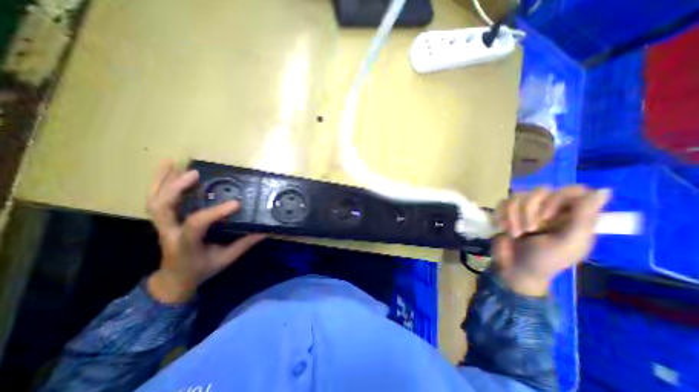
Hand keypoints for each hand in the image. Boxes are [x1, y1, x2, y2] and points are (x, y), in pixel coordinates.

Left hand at [146, 161, 264, 303]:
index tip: (237, 203)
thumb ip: (243, 244)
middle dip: (176, 189)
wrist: (174, 280)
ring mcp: (163, 226)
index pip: (196, 225)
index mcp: (186, 245)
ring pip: (155, 201)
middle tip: (195, 174)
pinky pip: (157, 200)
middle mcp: (169, 233)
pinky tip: (168, 169)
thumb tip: (264, 231)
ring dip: (162, 180)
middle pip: (162, 208)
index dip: (215, 212)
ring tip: (173, 162)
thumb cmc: (201, 270)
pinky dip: (159, 183)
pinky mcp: (163, 221)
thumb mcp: (225, 260)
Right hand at [491, 185, 613, 294]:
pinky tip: (504, 228)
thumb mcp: (568, 242)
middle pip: (539, 191)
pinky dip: (502, 216)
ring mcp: (525, 210)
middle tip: (530, 230)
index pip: (572, 191)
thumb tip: (603, 189)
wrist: (513, 269)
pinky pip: (502, 203)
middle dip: (530, 211)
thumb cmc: (544, 260)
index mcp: (572, 216)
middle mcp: (549, 209)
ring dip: (513, 217)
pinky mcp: (507, 212)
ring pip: (517, 196)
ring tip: (516, 233)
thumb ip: (584, 218)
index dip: (557, 199)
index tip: (548, 217)